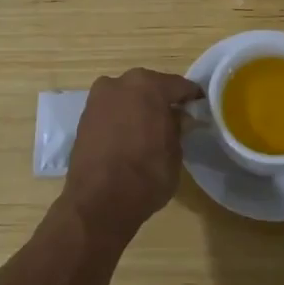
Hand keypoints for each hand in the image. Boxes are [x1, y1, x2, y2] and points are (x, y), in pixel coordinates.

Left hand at [60, 68, 202, 240]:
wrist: (98, 202)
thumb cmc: (146, 175)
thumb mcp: (175, 152)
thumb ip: (178, 127)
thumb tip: (177, 117)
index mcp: (148, 85)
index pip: (179, 85)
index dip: (191, 97)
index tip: (199, 108)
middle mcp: (120, 83)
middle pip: (149, 87)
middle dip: (161, 100)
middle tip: (174, 119)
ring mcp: (98, 98)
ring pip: (127, 97)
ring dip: (139, 108)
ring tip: (149, 130)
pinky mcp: (84, 117)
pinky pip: (111, 111)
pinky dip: (121, 119)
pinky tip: (129, 137)